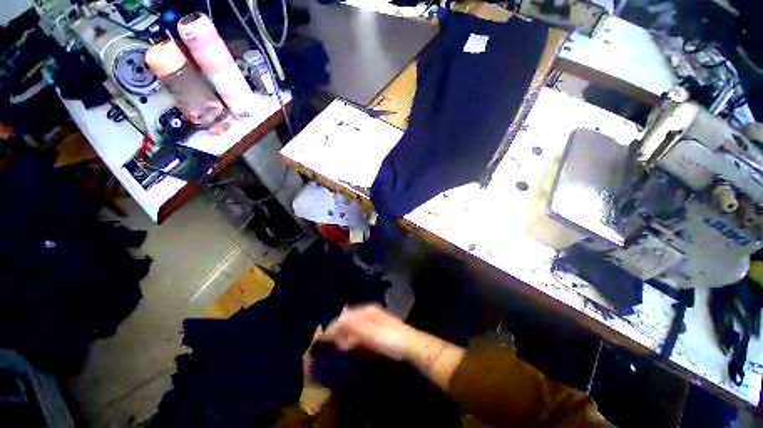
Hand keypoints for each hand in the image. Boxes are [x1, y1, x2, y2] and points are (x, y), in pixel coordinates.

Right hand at [322, 305, 417, 360]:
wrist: (410, 345)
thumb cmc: (389, 338)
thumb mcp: (370, 333)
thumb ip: (353, 327)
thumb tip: (336, 322)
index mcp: (367, 310)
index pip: (346, 315)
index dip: (335, 326)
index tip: (324, 338)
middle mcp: (369, 313)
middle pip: (349, 320)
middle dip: (340, 331)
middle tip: (333, 344)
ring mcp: (373, 321)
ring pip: (354, 327)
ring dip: (346, 336)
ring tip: (341, 347)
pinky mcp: (377, 330)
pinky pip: (361, 332)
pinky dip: (354, 339)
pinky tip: (352, 346)